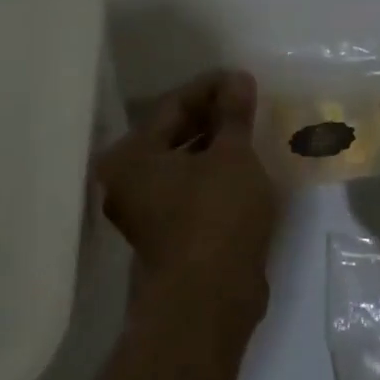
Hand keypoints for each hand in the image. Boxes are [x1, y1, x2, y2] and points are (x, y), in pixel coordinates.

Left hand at [95, 70, 277, 322]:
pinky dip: (214, 173)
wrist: (210, 300)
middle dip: (213, 117)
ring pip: (184, 163)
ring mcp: (146, 211)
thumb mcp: (231, 157)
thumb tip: (237, 79)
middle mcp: (128, 181)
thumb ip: (233, 115)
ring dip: (216, 146)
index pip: (172, 106)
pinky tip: (244, 165)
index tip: (243, 79)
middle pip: (173, 134)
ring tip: (251, 129)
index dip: (210, 88)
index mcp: (130, 157)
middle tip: (249, 101)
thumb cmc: (216, 217)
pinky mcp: (168, 233)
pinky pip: (191, 189)